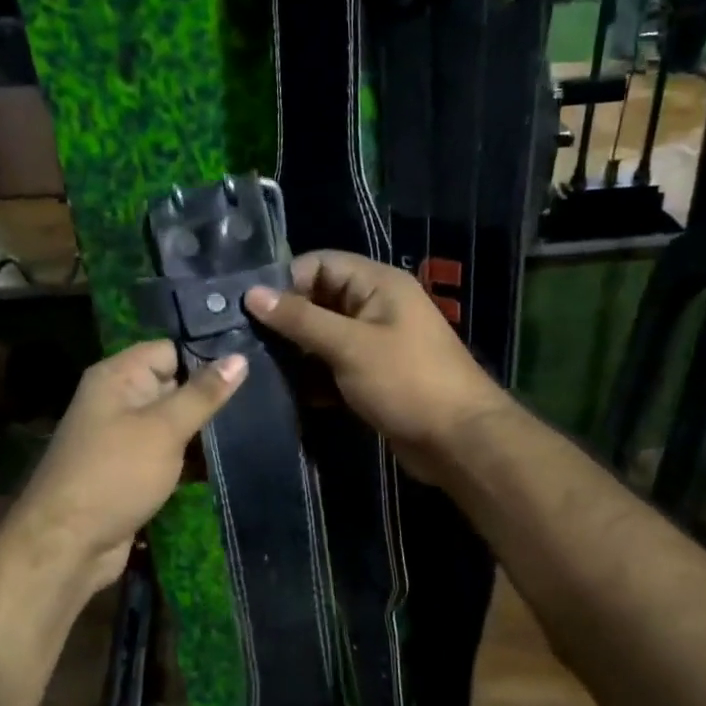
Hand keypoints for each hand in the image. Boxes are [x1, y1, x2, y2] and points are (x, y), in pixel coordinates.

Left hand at [4, 340, 246, 597]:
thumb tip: (240, 357)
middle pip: (172, 385)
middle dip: (209, 397)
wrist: (67, 545)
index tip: (249, 369)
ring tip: (252, 431)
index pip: (169, 350)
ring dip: (202, 432)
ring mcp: (122, 438)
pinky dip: (189, 459)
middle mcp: (117, 400)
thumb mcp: (164, 429)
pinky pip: (166, 453)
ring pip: (172, 423)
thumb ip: (202, 394)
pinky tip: (226, 462)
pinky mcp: (129, 470)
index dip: (205, 358)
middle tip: (258, 403)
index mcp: (117, 377)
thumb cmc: (115, 474)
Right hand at [244, 252, 513, 484]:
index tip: (248, 310)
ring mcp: (376, 342)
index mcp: (378, 284)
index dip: (285, 282)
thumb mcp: (349, 345)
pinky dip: (314, 375)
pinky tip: (287, 392)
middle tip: (245, 342)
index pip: (319, 264)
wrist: (459, 441)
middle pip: (319, 299)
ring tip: (258, 367)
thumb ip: (300, 319)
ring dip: (296, 351)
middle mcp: (376, 306)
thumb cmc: (406, 382)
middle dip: (285, 319)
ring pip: (323, 335)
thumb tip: (252, 293)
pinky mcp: (373, 375)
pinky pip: (334, 365)